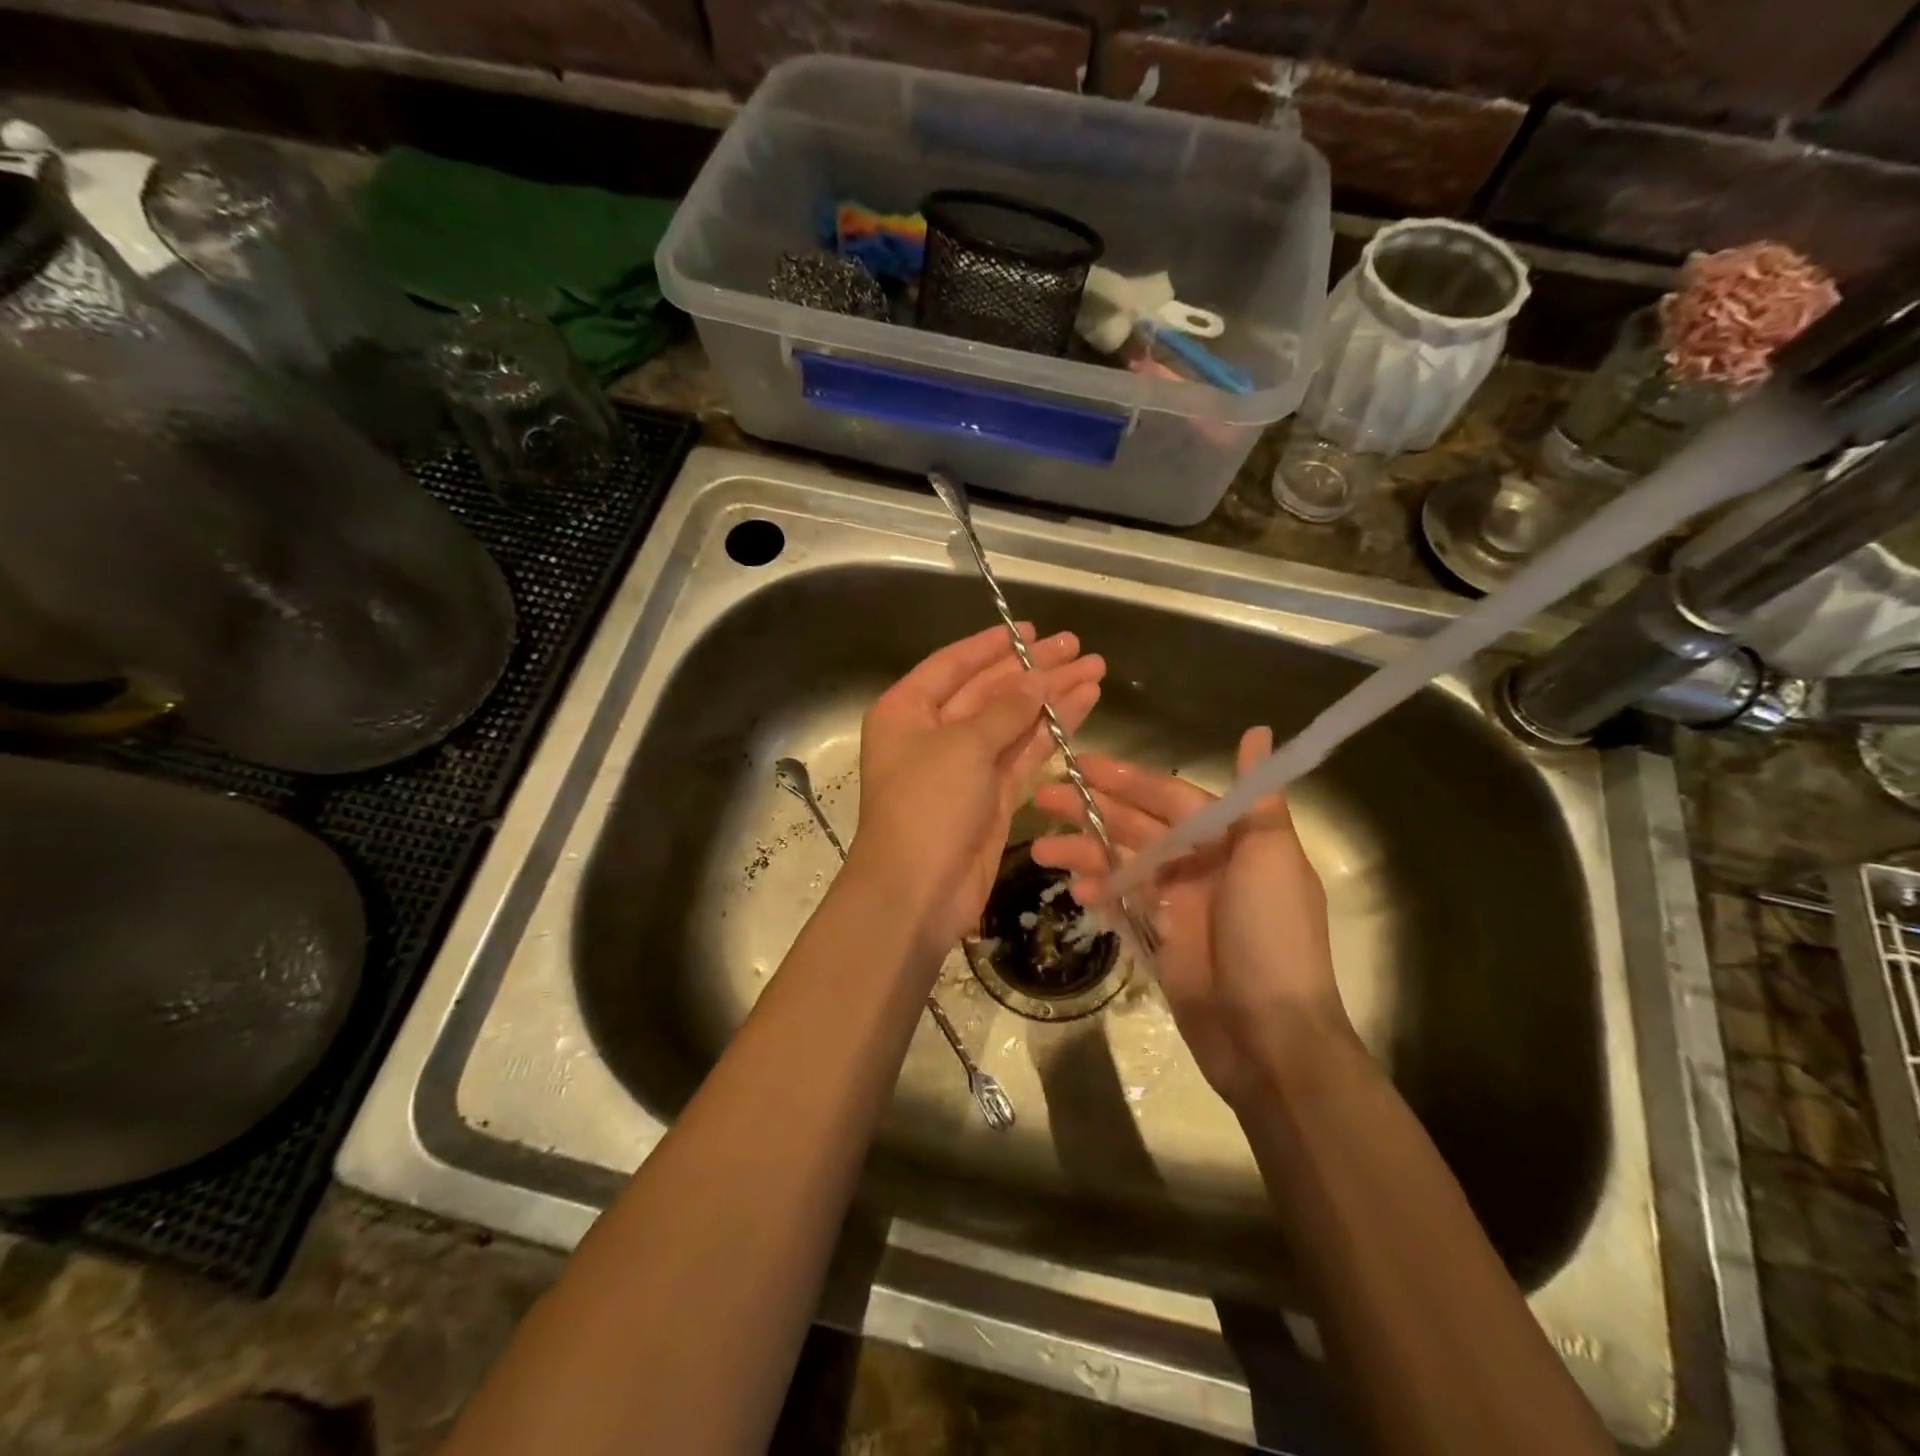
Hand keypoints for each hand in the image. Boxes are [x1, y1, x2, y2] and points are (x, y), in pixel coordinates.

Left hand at [851, 624, 1104, 952]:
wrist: (917, 892)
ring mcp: (964, 767)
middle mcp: (933, 733)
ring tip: (1095, 670)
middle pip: (989, 690)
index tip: (1033, 629)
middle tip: (1078, 648)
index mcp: (906, 711)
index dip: (993, 645)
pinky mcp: (991, 797)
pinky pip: (1023, 754)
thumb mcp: (963, 746)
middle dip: (1034, 670)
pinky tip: (1082, 705)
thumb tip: (1038, 677)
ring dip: (1051, 697)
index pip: (953, 665)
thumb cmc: (926, 806)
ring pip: (1013, 721)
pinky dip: (1052, 731)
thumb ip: (1005, 708)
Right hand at [1030, 727, 1349, 1109]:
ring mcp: (1177, 902)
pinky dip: (1100, 894)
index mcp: (1229, 839)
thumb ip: (1258, 798)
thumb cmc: (1272, 938)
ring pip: (1121, 863)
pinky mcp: (1159, 938)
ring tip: (1040, 852)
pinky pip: (1122, 904)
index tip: (1078, 764)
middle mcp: (1200, 863)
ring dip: (1084, 853)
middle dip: (1090, 810)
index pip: (1168, 796)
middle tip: (1041, 797)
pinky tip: (1076, 892)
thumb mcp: (1273, 860)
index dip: (1125, 779)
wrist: (1270, 1037)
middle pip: (1137, 826)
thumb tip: (1258, 733)